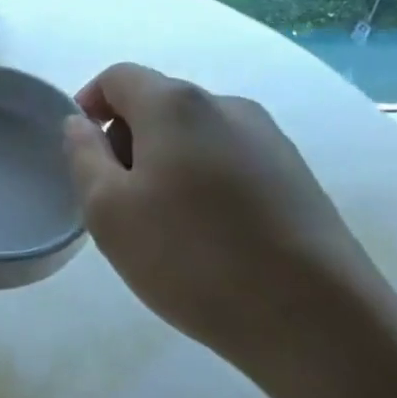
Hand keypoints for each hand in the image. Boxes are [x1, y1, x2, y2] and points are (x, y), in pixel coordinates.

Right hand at [63, 63, 396, 397]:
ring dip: (166, 162)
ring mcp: (269, 138)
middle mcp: (226, 105)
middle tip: (117, 199)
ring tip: (165, 224)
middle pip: (158, 102)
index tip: (83, 152)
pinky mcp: (298, 175)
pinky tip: (211, 235)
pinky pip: (231, 159)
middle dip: (127, 139)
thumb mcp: (108, 210)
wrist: (316, 320)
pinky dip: (205, 180)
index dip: (89, 104)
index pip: (118, 77)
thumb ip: (83, 155)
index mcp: (175, 104)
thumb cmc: (191, 258)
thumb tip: (80, 123)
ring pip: (196, 133)